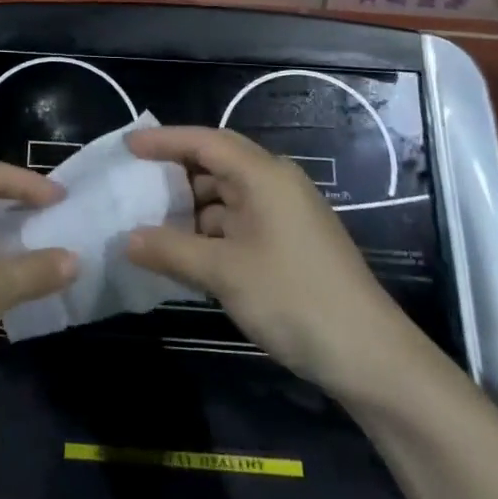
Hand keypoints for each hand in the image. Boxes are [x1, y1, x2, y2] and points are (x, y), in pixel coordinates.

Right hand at [124, 126, 420, 396]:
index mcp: (264, 175)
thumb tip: (126, 240)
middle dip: (174, 174)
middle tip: (134, 184)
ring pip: (225, 198)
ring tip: (150, 224)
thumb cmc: (294, 299)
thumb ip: (170, 250)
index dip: (163, 141)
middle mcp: (275, 184)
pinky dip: (209, 232)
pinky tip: (184, 254)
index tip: (127, 146)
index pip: (205, 141)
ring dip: (190, 209)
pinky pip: (238, 223)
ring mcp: (285, 215)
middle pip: (216, 165)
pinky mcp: (289, 244)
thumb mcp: (223, 272)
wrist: (371, 357)